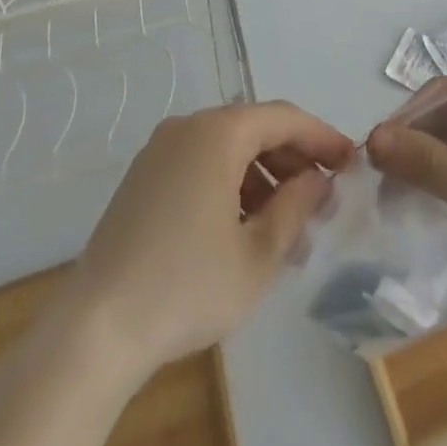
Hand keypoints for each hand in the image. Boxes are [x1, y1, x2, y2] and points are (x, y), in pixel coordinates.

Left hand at [68, 101, 354, 377]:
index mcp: (218, 132)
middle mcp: (188, 126)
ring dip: (262, 177)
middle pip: (254, 128)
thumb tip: (317, 179)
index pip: (284, 118)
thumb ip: (295, 208)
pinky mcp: (143, 176)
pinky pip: (200, 163)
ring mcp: (160, 149)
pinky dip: (230, 184)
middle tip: (321, 200)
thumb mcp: (257, 256)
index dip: (321, 137)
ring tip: (286, 228)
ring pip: (226, 148)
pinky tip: (242, 229)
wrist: (95, 327)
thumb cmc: (186, 286)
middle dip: (292, 161)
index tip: (351, 161)